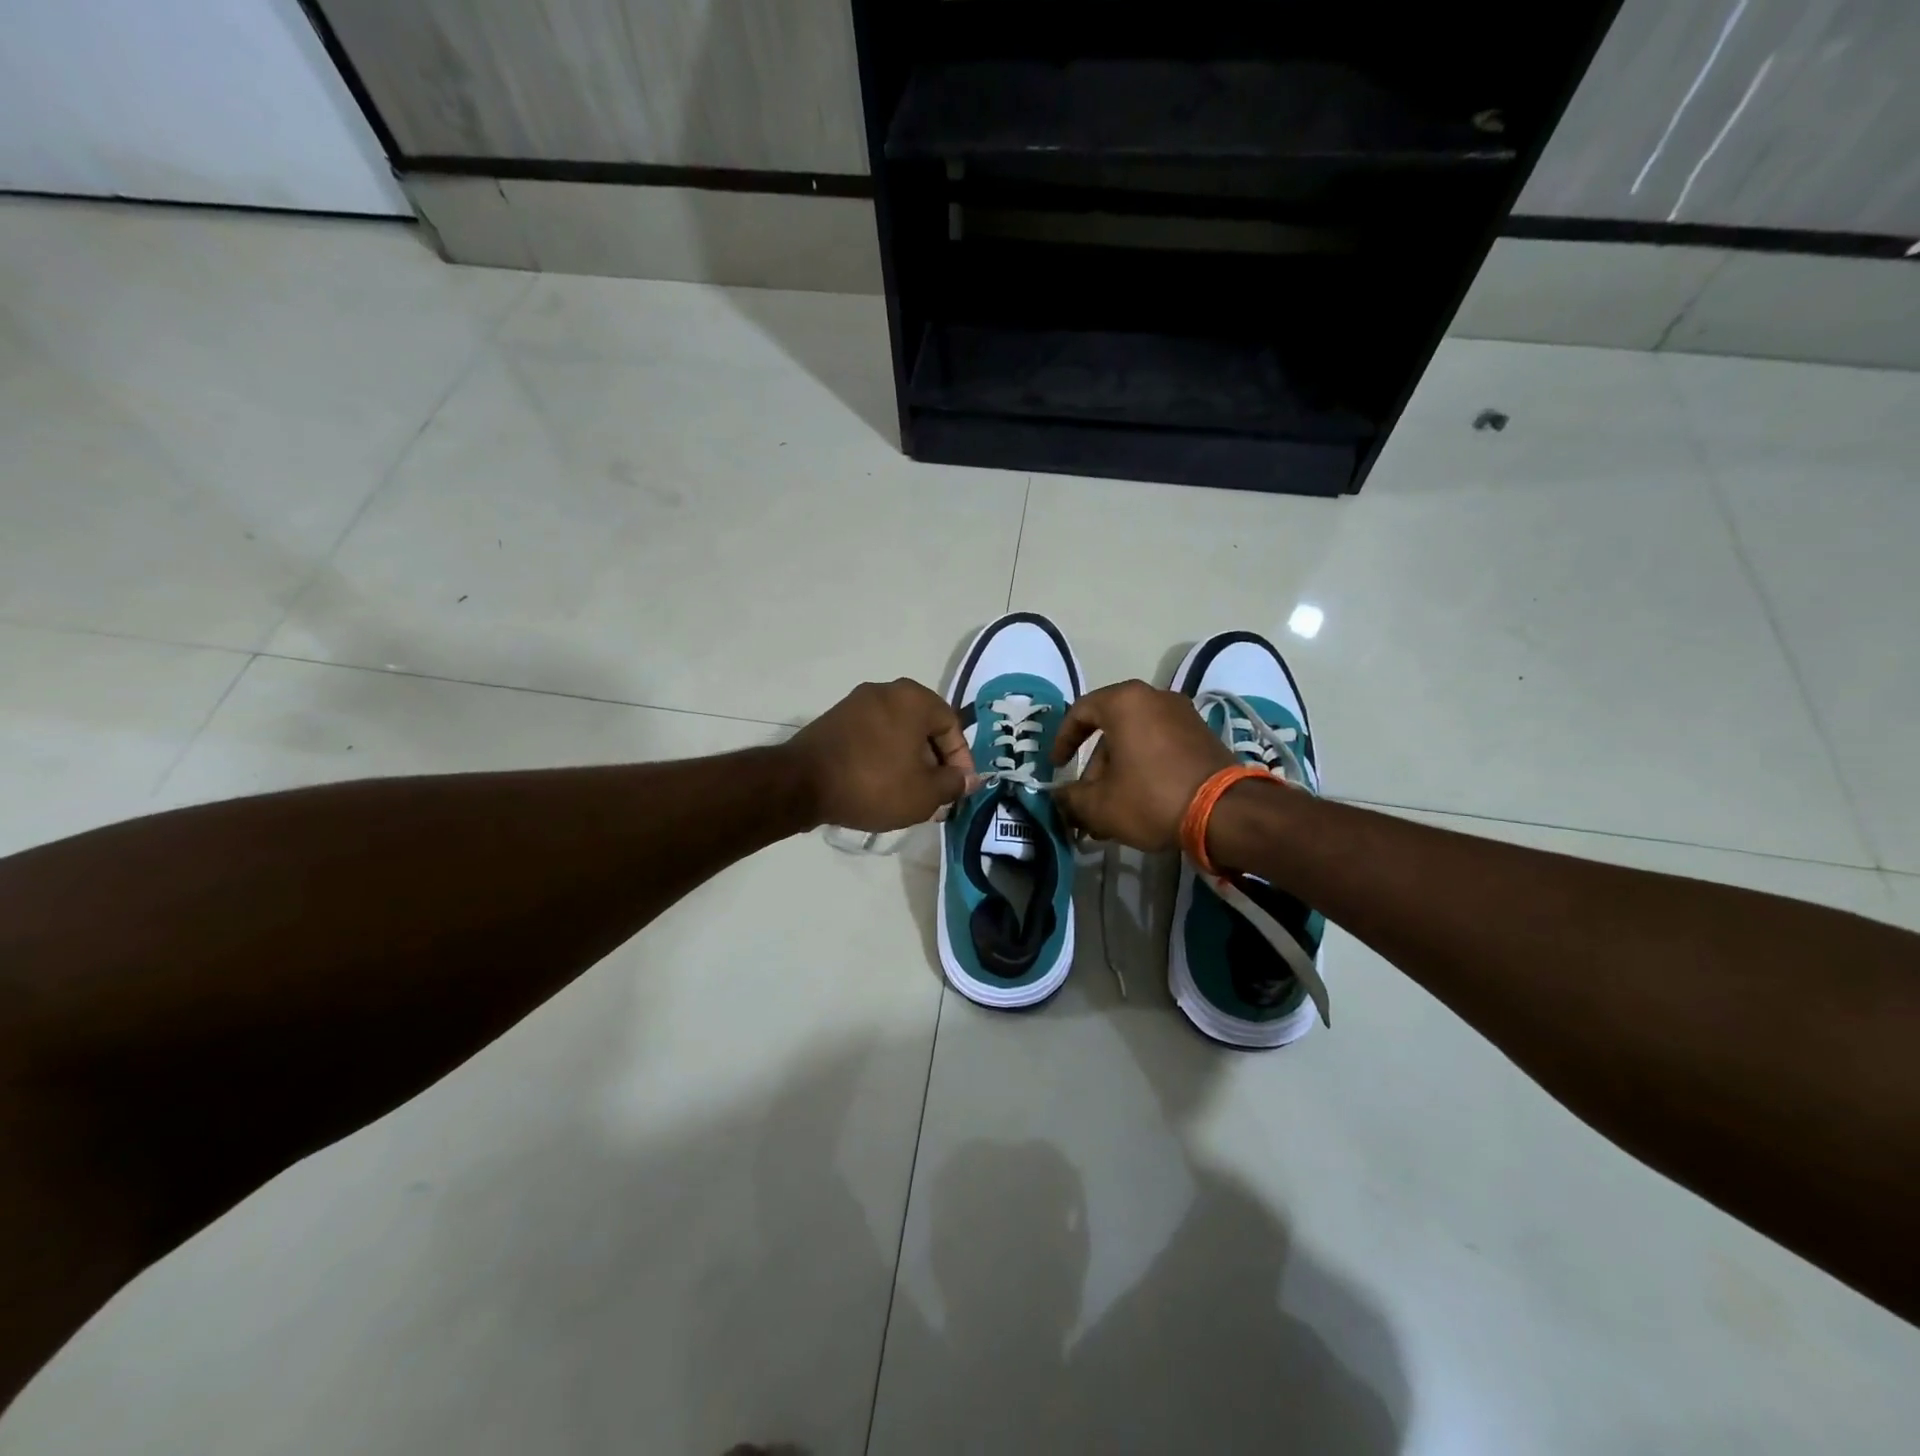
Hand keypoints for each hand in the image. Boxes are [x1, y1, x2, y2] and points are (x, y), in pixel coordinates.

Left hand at [784, 679, 982, 832]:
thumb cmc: (874, 784)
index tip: (958, 790)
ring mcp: (856, 703)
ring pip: (898, 733)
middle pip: (923, 727)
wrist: (801, 784)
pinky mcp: (835, 719)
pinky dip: (883, 758)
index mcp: (914, 698)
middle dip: (934, 763)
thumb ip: (953, 784)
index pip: (952, 726)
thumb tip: (968, 779)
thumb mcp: (925, 793)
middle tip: (936, 795)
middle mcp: (887, 690)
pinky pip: (873, 737)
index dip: (961, 761)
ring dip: (909, 762)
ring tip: (909, 795)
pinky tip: (881, 786)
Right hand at [1050, 680, 1233, 850]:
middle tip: (1088, 802)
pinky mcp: (1203, 736)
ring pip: (1136, 742)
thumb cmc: (1152, 797)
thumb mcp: (1100, 805)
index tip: (1057, 767)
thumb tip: (1059, 798)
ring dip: (1119, 773)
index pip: (1080, 712)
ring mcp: (1183, 715)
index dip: (1063, 740)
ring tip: (1112, 813)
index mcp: (1125, 702)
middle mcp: (1155, 698)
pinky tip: (1141, 804)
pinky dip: (1144, 769)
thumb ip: (1070, 798)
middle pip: (1110, 731)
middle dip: (1095, 769)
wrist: (1226, 812)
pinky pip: (1160, 747)